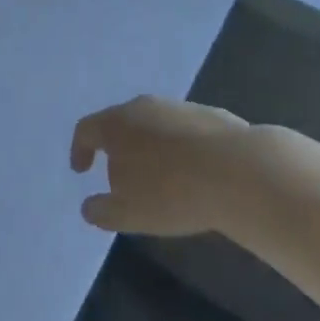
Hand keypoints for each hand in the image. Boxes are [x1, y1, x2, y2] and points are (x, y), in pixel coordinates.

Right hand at [71, 95, 251, 235]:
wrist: (239, 170)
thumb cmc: (172, 192)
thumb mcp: (129, 213)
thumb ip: (102, 210)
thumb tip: (88, 206)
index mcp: (116, 124)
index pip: (86, 130)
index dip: (80, 150)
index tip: (81, 171)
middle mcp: (143, 106)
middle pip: (120, 123)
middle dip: (117, 149)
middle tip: (121, 177)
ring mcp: (178, 107)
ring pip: (153, 125)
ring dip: (150, 148)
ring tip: (160, 179)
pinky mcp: (209, 114)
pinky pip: (183, 131)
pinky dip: (179, 149)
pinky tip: (193, 173)